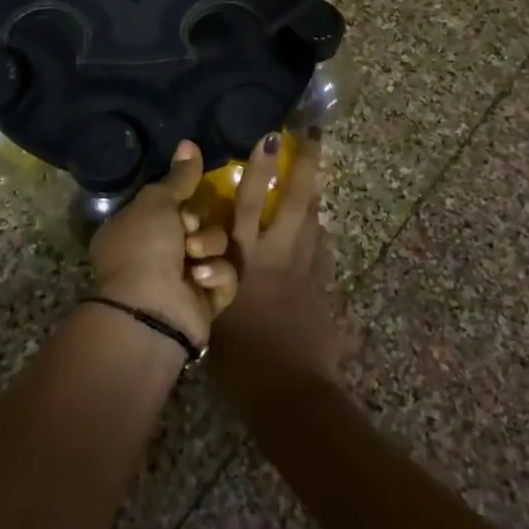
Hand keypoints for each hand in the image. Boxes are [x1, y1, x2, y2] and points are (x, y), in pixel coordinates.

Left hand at [90, 141, 239, 345]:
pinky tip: (201, 280)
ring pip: (218, 245)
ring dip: (208, 248)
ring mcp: (184, 278)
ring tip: (194, 260)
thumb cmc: (145, 248)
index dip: (182, 202)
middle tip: (187, 233)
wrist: (152, 310)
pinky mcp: (208, 300)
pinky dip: (216, 275)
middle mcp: (158, 254)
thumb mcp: (157, 202)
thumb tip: (188, 142)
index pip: (173, 204)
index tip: (183, 205)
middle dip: (199, 226)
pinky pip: (227, 274)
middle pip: (200, 222)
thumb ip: (179, 176)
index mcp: (137, 230)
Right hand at [209, 130, 351, 415]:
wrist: (289, 393)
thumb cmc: (239, 362)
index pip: (252, 202)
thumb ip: (214, 281)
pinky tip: (315, 232)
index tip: (270, 137)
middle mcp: (278, 255)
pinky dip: (316, 237)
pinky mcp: (322, 290)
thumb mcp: (214, 315)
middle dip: (306, 164)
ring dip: (313, 197)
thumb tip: (205, 262)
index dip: (260, 168)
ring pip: (314, 222)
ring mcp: (306, 270)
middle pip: (296, 201)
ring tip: (313, 174)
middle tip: (313, 134)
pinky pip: (320, 253)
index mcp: (247, 259)